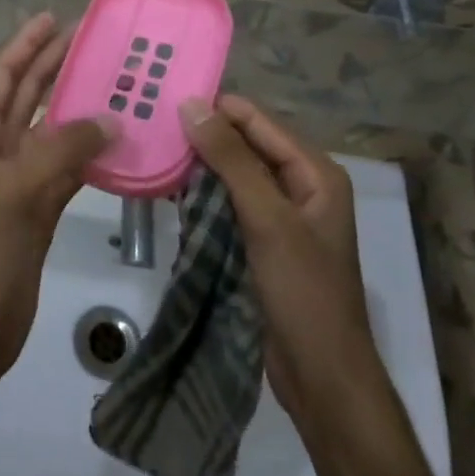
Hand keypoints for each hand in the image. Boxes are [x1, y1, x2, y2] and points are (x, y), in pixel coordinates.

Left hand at [0, 14, 111, 389]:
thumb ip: (63, 148)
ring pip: (49, 128)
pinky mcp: (38, 207)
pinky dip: (87, 151)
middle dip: (53, 64)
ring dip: (75, 105)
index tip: (54, 16)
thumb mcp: (17, 188)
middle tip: (90, 38)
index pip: (4, 74)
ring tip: (110, 79)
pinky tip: (114, 138)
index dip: (27, 44)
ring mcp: (17, 178)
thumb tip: (110, 118)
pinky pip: (66, 166)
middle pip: (27, 94)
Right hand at [182, 95, 370, 418]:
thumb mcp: (267, 219)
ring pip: (233, 175)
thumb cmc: (303, 292)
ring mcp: (281, 216)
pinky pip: (229, 204)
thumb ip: (231, 159)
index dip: (216, 107)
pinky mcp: (263, 242)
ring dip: (199, 166)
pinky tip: (170, 190)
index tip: (166, 96)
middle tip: (152, 122)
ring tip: (152, 148)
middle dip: (204, 135)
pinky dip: (203, 196)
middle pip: (246, 146)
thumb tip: (192, 104)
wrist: (323, 379)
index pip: (258, 122)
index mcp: (315, 172)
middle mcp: (300, 186)